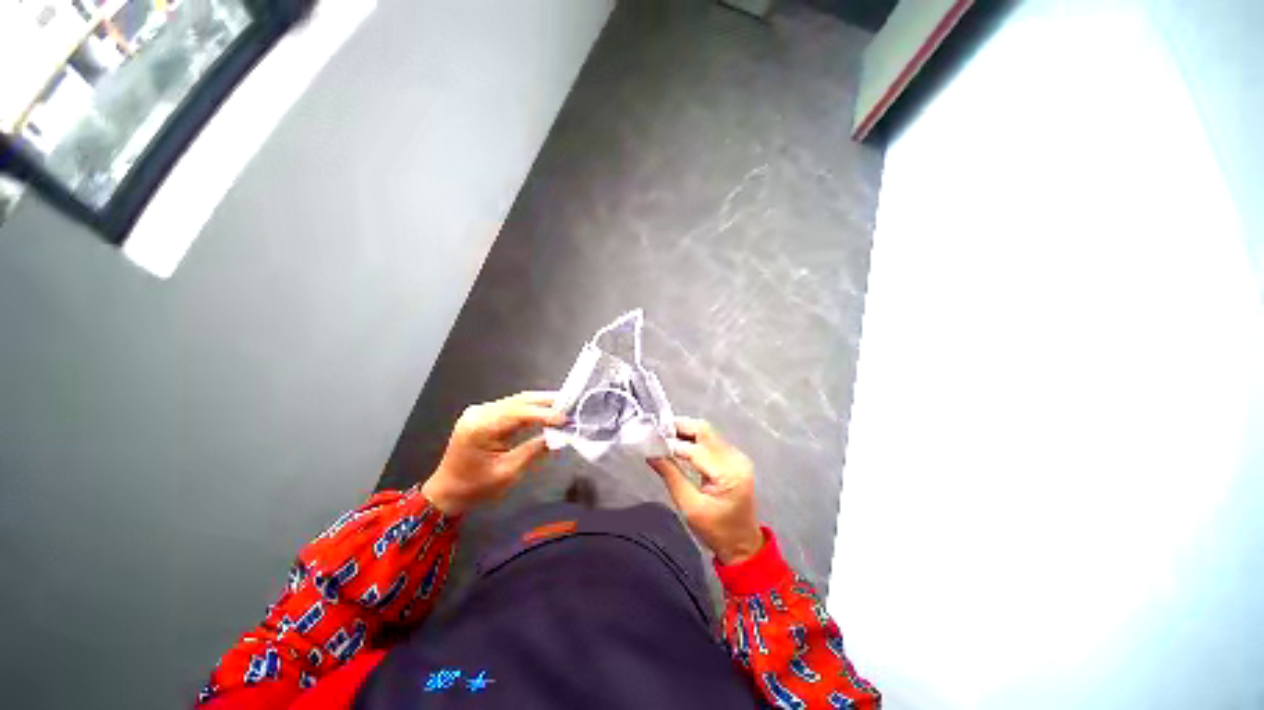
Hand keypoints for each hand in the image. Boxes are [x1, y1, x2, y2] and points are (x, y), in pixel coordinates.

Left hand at [422, 391, 564, 514]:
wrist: (446, 492)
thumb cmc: (475, 488)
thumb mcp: (508, 473)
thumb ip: (534, 451)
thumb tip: (558, 437)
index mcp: (480, 428)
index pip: (518, 413)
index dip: (545, 414)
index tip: (565, 419)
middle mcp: (479, 413)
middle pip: (518, 401)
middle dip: (546, 402)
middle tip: (570, 404)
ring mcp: (480, 411)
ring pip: (516, 401)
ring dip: (540, 403)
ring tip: (563, 406)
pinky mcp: (484, 414)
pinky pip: (511, 406)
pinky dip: (530, 408)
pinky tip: (545, 410)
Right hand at [648, 417, 764, 563]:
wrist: (742, 544)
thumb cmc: (716, 531)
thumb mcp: (689, 507)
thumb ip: (671, 476)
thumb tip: (652, 454)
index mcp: (728, 473)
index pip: (696, 449)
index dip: (672, 443)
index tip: (652, 441)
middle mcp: (736, 459)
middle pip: (704, 431)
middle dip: (680, 428)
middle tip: (658, 432)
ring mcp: (737, 457)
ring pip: (707, 432)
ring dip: (686, 432)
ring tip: (665, 437)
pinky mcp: (734, 458)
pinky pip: (711, 440)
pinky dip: (694, 439)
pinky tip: (679, 444)